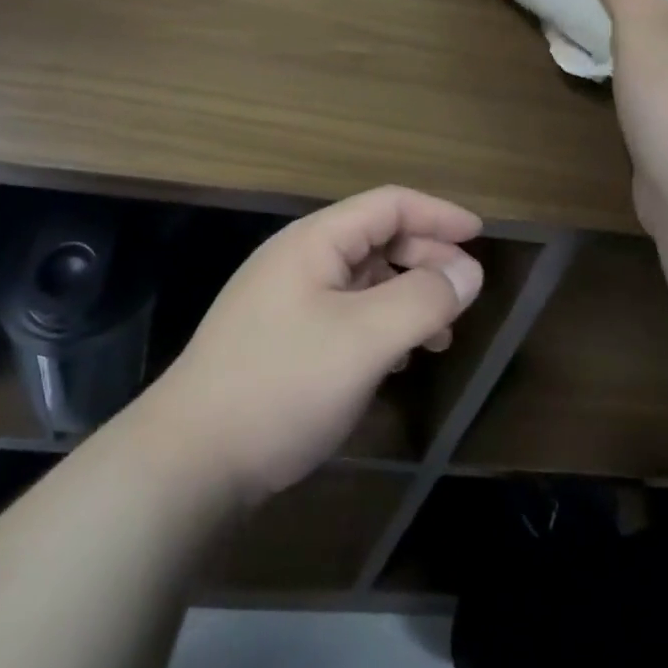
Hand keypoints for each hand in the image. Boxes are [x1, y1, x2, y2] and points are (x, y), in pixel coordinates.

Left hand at [138, 187, 483, 503]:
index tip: (479, 235)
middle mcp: (299, 259)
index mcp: (315, 241)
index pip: (388, 205)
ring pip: (362, 281)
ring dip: (406, 297)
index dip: (437, 213)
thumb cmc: (282, 384)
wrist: (188, 462)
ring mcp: (285, 300)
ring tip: (439, 335)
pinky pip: (344, 315)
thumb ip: (422, 299)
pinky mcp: (280, 340)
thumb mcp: (364, 340)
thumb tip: (467, 271)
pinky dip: (379, 326)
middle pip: (376, 240)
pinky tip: (394, 360)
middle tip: (464, 294)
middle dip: (425, 259)